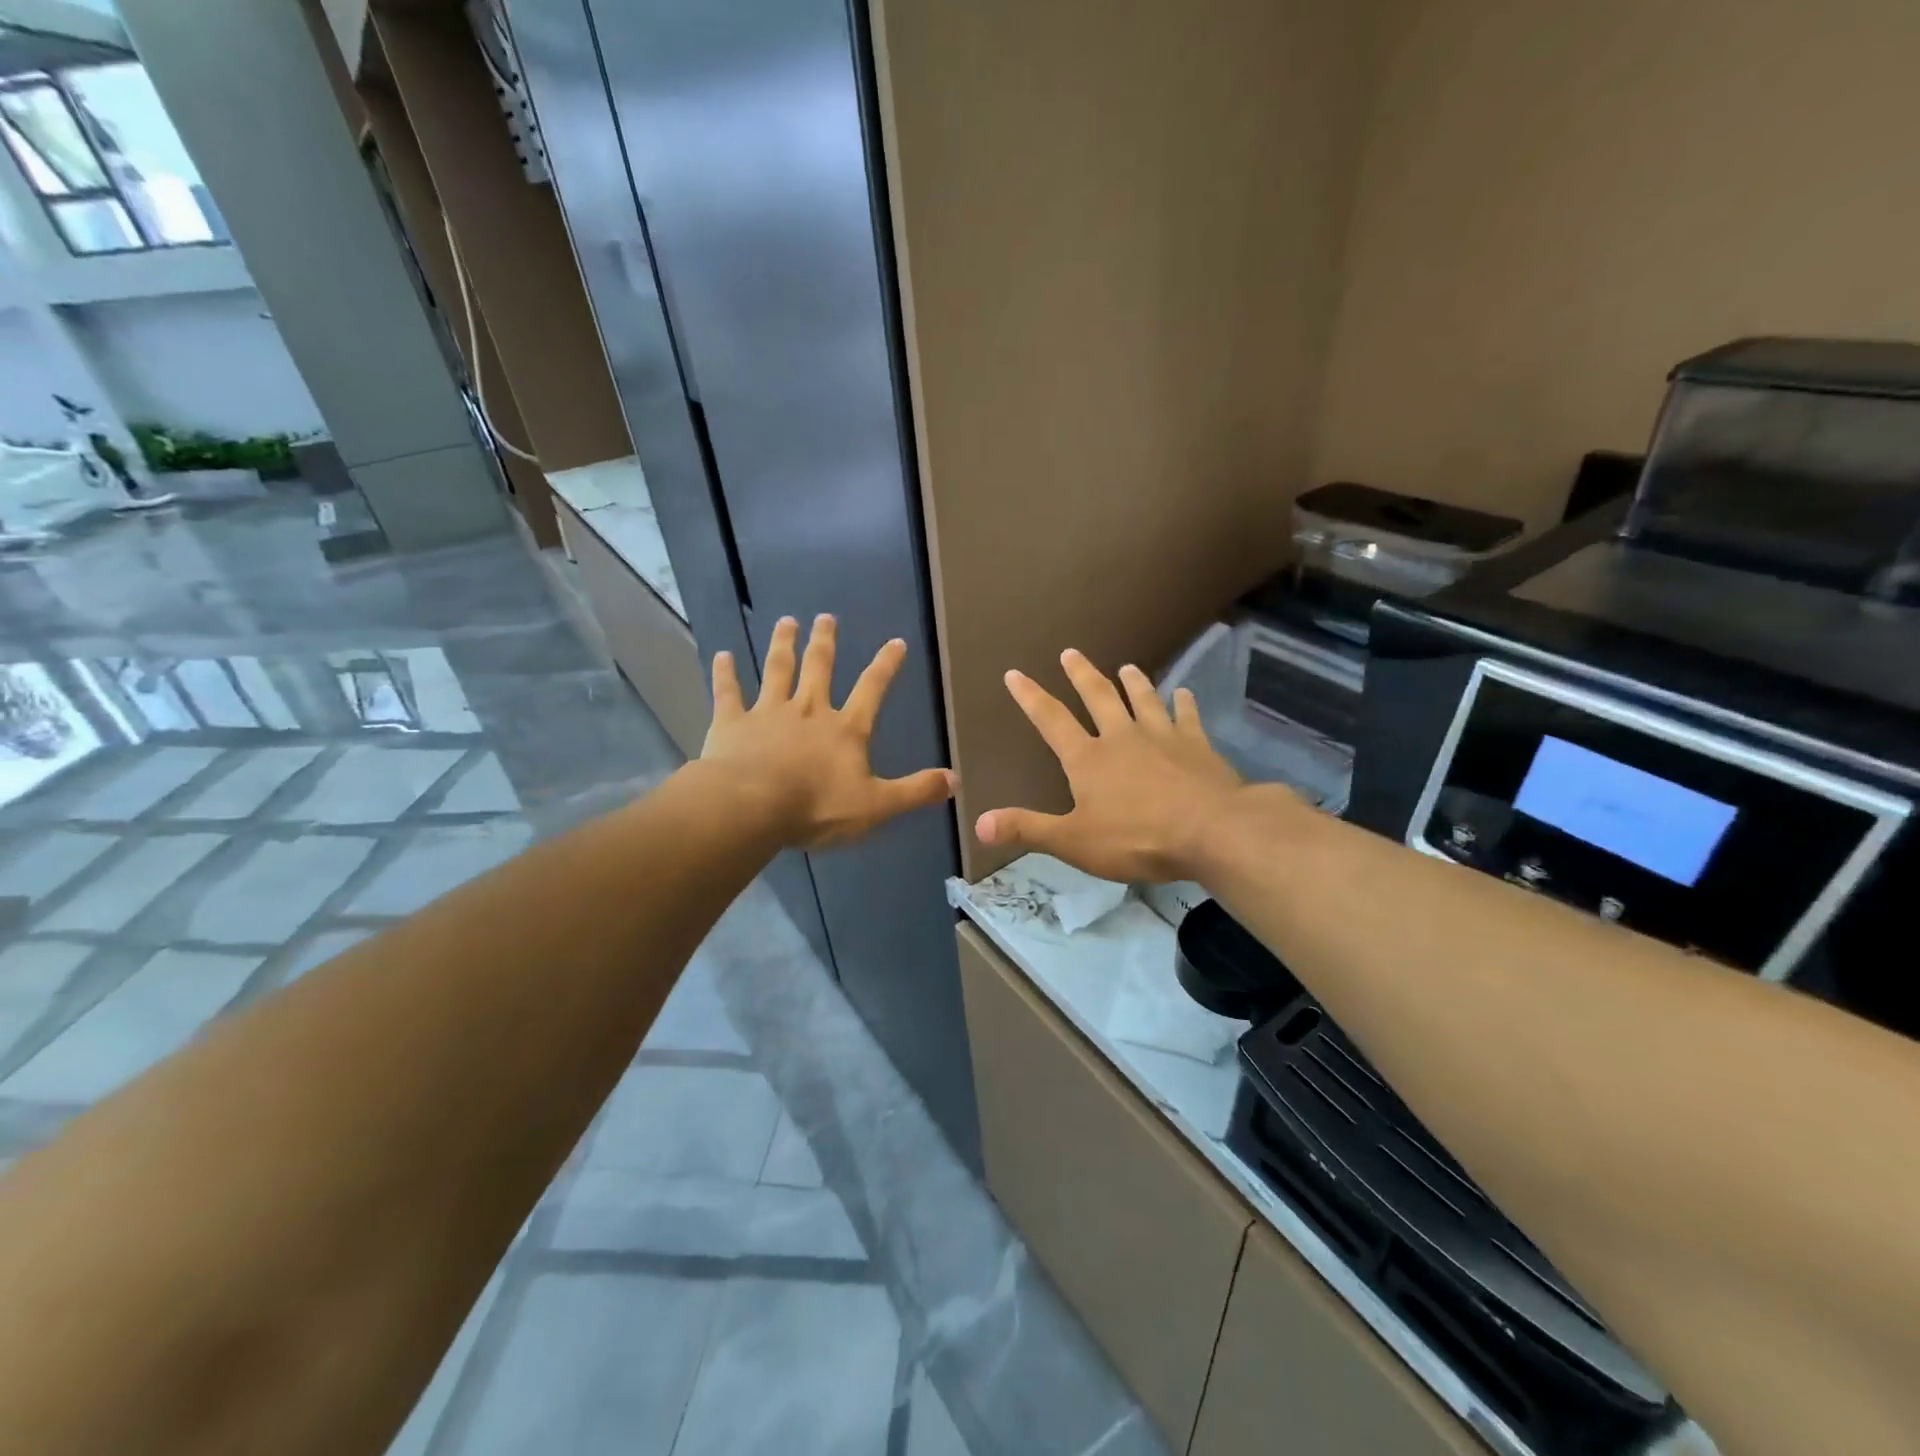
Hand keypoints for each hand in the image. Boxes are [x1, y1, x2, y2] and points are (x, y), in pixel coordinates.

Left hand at [701, 614, 954, 849]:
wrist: (752, 807)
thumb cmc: (817, 807)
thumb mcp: (877, 805)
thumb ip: (915, 791)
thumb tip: (956, 781)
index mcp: (845, 730)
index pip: (872, 689)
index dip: (886, 665)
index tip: (896, 641)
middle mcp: (808, 711)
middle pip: (819, 669)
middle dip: (825, 642)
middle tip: (825, 617)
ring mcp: (768, 713)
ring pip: (777, 671)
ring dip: (783, 645)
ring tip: (786, 621)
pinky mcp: (732, 724)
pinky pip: (729, 693)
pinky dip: (726, 674)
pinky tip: (722, 655)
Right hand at [976, 650, 1249, 881]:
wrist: (1211, 831)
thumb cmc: (1137, 838)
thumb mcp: (1073, 841)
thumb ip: (1027, 830)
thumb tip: (978, 823)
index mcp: (1088, 758)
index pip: (1051, 720)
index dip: (1030, 697)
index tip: (1015, 673)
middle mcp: (1122, 737)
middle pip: (1098, 697)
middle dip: (1081, 675)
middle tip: (1071, 652)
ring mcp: (1162, 736)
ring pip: (1144, 699)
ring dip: (1133, 682)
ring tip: (1126, 666)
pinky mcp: (1197, 745)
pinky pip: (1188, 716)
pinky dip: (1184, 703)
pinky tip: (1184, 693)